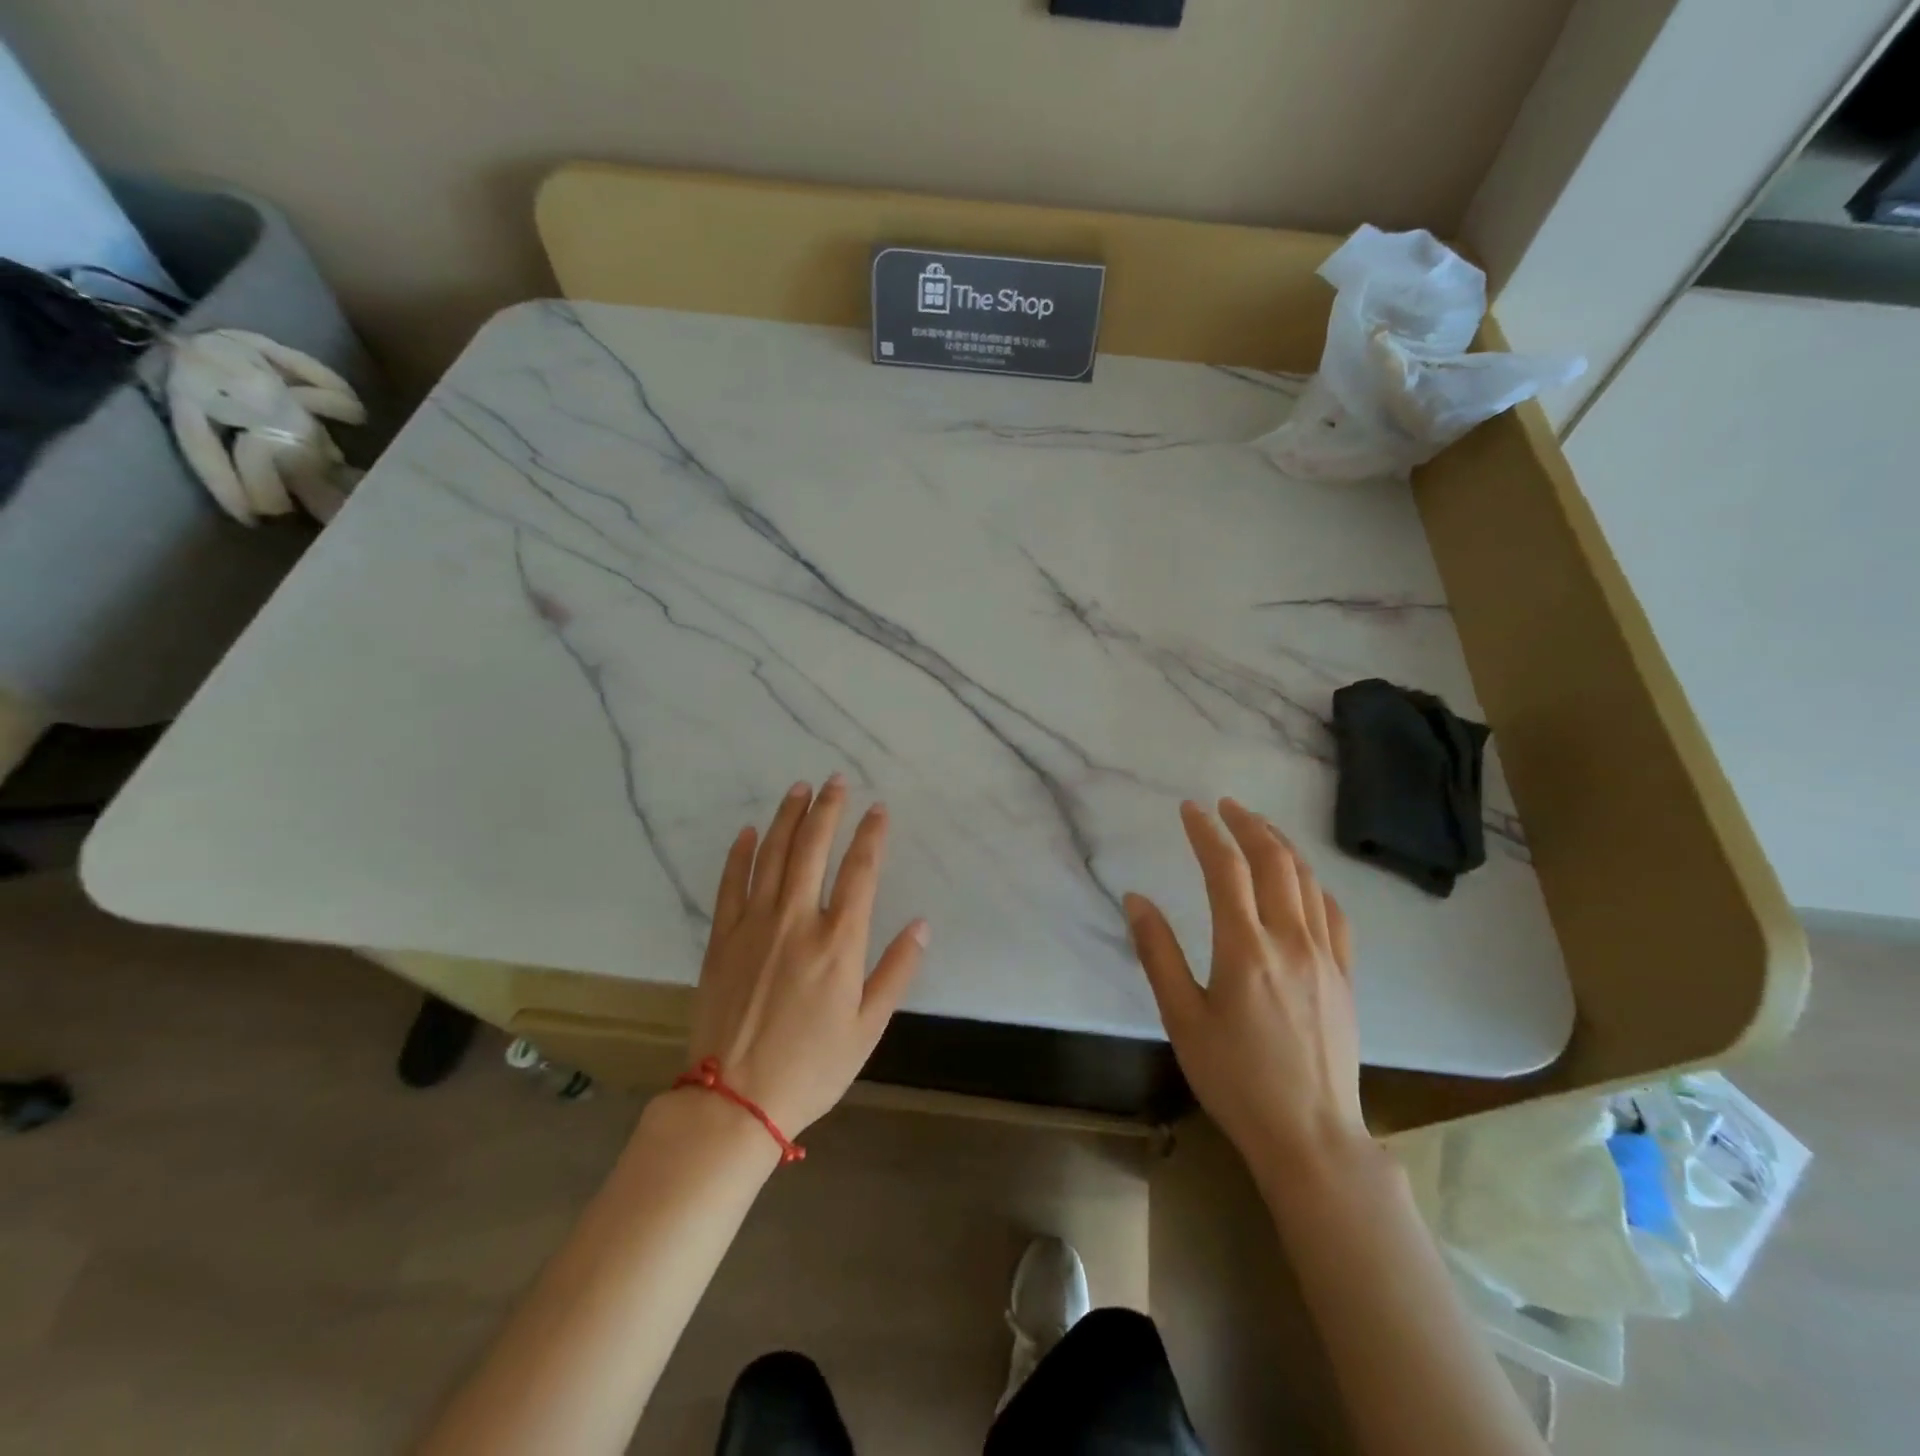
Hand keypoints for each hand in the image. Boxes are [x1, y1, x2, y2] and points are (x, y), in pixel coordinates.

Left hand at [684, 776, 928, 1136]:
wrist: (734, 1101)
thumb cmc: (811, 1068)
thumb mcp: (867, 1029)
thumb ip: (896, 972)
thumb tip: (922, 925)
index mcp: (839, 942)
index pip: (860, 871)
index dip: (871, 835)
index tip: (878, 808)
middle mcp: (797, 920)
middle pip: (813, 848)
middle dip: (827, 809)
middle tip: (835, 780)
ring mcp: (755, 925)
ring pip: (773, 855)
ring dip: (787, 818)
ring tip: (798, 789)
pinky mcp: (722, 938)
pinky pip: (731, 883)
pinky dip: (741, 853)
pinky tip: (751, 831)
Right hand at [1124, 799, 1365, 1168]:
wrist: (1310, 1135)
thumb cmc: (1235, 1080)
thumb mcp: (1182, 1019)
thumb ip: (1158, 954)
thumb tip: (1136, 899)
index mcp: (1245, 949)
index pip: (1226, 869)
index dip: (1206, 832)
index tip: (1189, 810)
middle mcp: (1290, 941)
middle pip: (1274, 861)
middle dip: (1248, 825)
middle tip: (1225, 806)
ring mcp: (1325, 957)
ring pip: (1308, 880)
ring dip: (1282, 845)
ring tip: (1259, 828)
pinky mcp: (1345, 976)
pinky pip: (1334, 913)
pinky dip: (1314, 882)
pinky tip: (1302, 880)